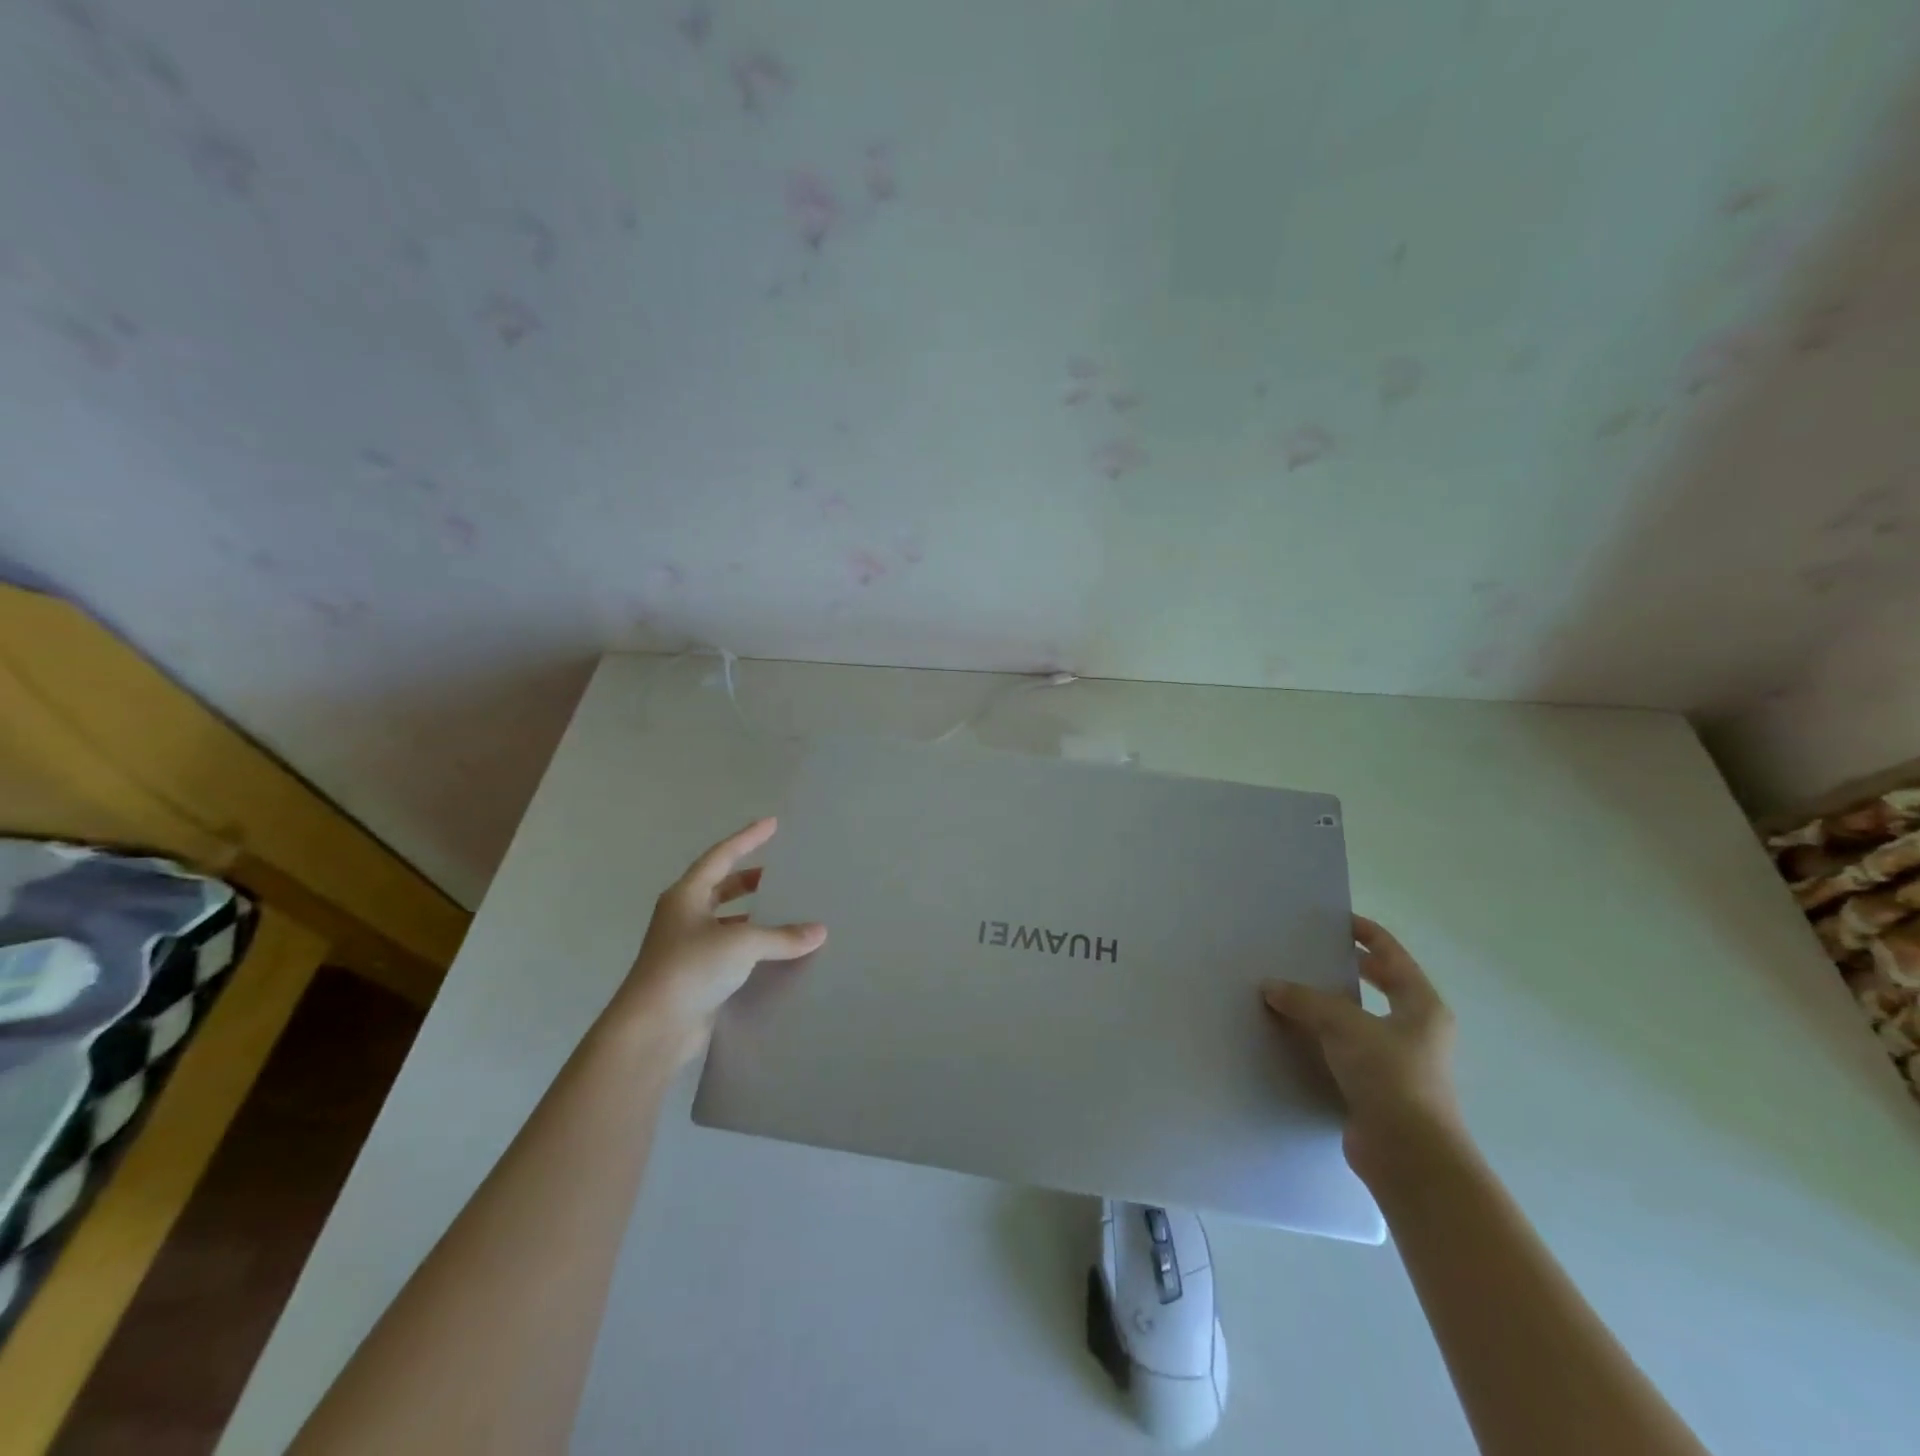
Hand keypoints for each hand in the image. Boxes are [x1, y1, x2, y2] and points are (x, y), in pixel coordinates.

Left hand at [613, 818, 826, 1064]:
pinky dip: (751, 947)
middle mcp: (683, 916)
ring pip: (725, 921)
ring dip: (752, 916)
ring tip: (785, 912)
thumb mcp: (742, 944)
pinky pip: (728, 951)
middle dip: (750, 880)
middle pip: (721, 887)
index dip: (747, 838)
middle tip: (781, 875)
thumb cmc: (690, 969)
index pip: (721, 856)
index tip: (772, 824)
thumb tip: (819, 931)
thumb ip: (782, 936)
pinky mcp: (694, 976)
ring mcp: (686, 948)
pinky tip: (775, 952)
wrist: (652, 1029)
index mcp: (686, 896)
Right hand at [1262, 915, 1462, 1185]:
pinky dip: (1323, 1039)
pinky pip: (1346, 1050)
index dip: (1365, 933)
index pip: (1392, 955)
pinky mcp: (1378, 1088)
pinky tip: (1294, 1035)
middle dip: (1348, 967)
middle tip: (1310, 952)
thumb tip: (1271, 987)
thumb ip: (1306, 1000)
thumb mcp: (1344, 1025)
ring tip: (1292, 990)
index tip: (1334, 920)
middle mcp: (1416, 1030)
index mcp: (1421, 1006)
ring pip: (1360, 1019)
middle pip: (1380, 985)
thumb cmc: (1390, 1076)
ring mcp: (1399, 1062)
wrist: (1408, 1155)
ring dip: (1331, 1005)